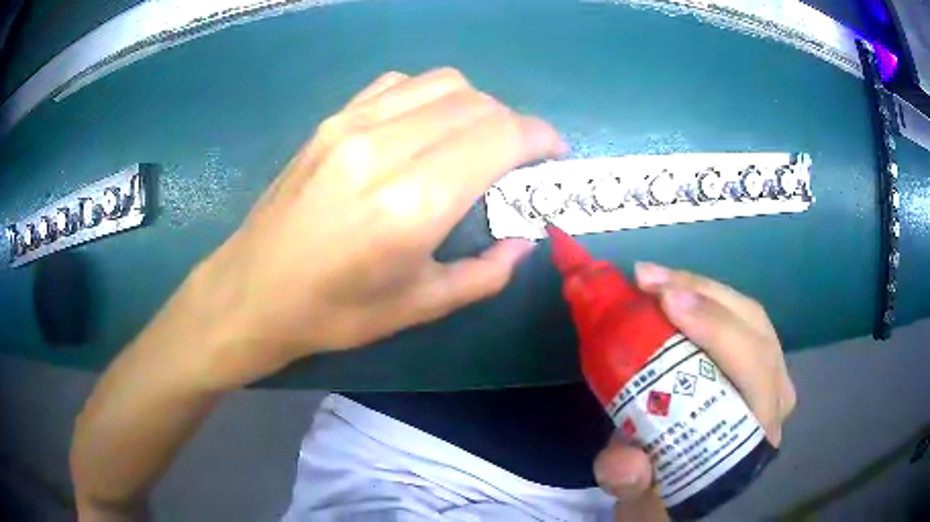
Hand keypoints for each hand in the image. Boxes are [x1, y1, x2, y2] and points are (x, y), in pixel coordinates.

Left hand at [165, 68, 566, 389]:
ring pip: (443, 82)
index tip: (553, 154)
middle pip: (477, 103)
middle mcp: (385, 147)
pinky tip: (424, 128)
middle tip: (516, 159)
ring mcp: (352, 124)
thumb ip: (485, 273)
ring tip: (474, 141)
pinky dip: (430, 96)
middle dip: (513, 124)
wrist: (251, 291)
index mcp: (412, 203)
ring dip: (475, 106)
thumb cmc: (334, 312)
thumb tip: (524, 241)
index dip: (540, 137)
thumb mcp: (418, 307)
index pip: (500, 136)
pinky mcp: (332, 120)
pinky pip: (400, 83)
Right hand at [594, 263, 796, 521]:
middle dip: (703, 296)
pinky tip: (673, 288)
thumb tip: (627, 459)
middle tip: (647, 280)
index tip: (667, 303)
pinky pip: (740, 315)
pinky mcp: (757, 360)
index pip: (754, 370)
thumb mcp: (639, 499)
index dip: (716, 330)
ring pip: (749, 314)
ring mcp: (771, 375)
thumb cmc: (667, 490)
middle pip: (754, 329)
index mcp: (755, 435)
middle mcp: (774, 399)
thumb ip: (629, 484)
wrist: (684, 485)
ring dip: (702, 288)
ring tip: (653, 278)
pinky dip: (705, 295)